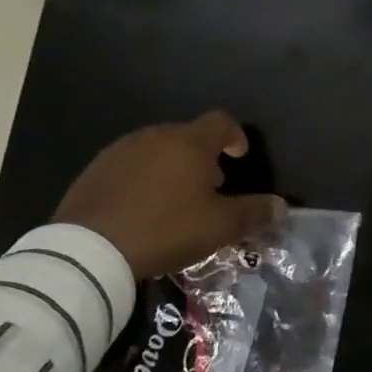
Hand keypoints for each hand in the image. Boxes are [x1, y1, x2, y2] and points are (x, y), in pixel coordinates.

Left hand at [54, 111, 286, 279]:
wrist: (89, 249)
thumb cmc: (165, 229)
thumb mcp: (219, 227)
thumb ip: (253, 213)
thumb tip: (281, 207)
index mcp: (190, 143)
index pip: (221, 122)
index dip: (235, 136)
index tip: (238, 156)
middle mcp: (156, 136)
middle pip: (188, 136)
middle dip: (202, 157)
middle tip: (208, 188)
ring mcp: (121, 150)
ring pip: (157, 150)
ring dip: (171, 167)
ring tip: (173, 200)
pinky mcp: (95, 170)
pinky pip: (129, 166)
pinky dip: (142, 179)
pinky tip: (140, 208)